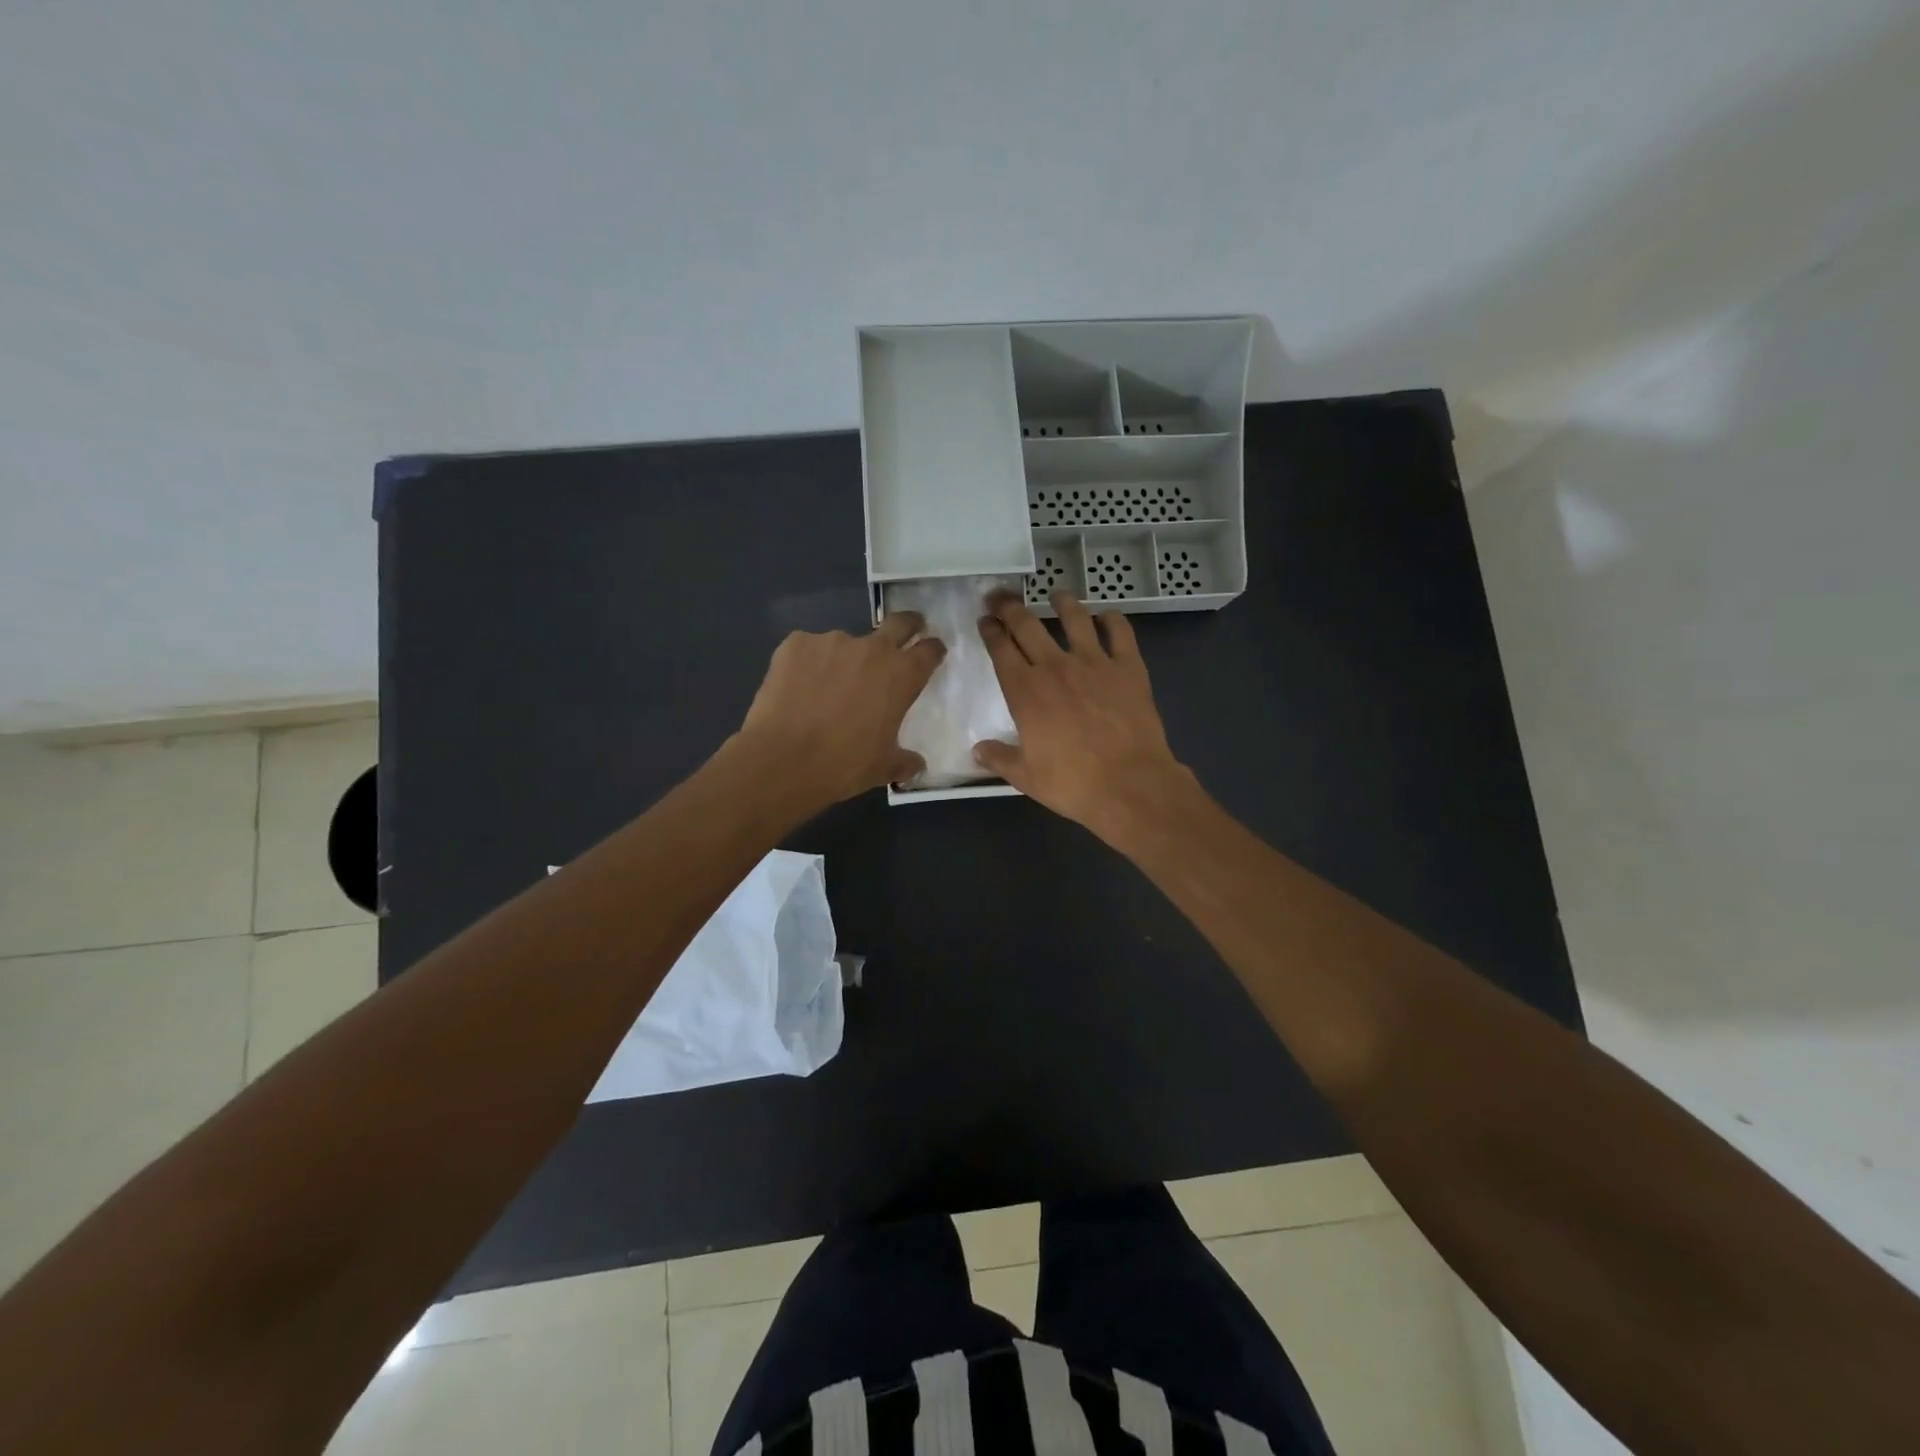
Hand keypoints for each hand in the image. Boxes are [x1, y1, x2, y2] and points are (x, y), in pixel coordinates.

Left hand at [736, 613, 944, 806]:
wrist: (782, 760)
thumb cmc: (844, 765)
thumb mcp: (883, 768)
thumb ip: (904, 761)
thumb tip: (916, 765)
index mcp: (902, 676)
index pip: (929, 650)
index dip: (933, 650)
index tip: (932, 652)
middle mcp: (872, 649)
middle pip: (899, 622)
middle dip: (908, 625)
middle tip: (906, 632)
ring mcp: (832, 641)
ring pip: (846, 643)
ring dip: (845, 659)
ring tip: (827, 688)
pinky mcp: (796, 643)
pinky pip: (809, 649)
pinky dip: (809, 664)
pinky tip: (798, 688)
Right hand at [973, 590, 1191, 840]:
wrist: (1129, 784)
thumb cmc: (1072, 784)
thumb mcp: (1026, 777)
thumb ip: (999, 758)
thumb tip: (977, 750)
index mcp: (1025, 692)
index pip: (1001, 650)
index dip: (990, 631)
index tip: (985, 619)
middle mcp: (1055, 667)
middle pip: (1027, 626)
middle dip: (1010, 607)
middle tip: (1001, 597)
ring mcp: (1094, 663)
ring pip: (1074, 618)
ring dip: (1062, 602)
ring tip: (1056, 595)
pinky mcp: (1128, 667)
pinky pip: (1120, 632)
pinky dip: (1113, 620)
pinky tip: (1108, 616)